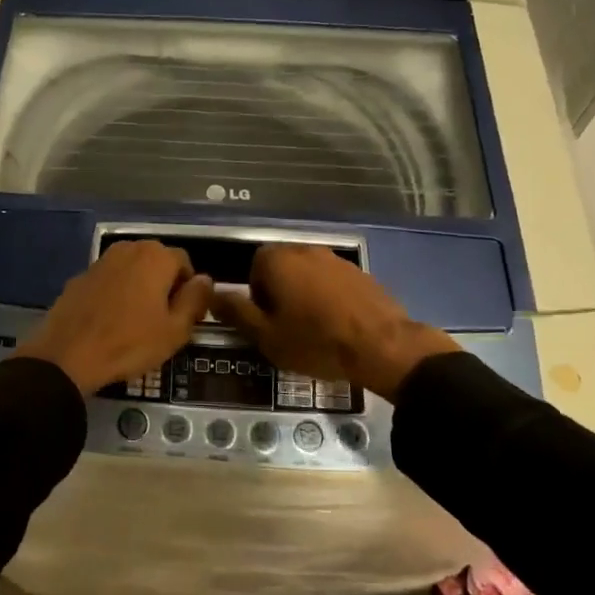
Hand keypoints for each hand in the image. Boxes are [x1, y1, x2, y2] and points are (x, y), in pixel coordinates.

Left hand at [17, 241, 213, 395]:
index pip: (185, 264)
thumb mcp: (175, 330)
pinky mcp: (80, 276)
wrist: (68, 355)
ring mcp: (101, 260)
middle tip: (162, 320)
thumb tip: (205, 280)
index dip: (189, 290)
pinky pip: (109, 280)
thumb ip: (196, 300)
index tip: (183, 317)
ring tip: (136, 321)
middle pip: (158, 263)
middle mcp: (129, 248)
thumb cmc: (129, 343)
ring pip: (132, 270)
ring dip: (139, 288)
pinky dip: (115, 293)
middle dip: (164, 286)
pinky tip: (110, 321)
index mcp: (156, 256)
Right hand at [209, 244, 460, 398]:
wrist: (382, 345)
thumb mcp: (267, 336)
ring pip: (309, 274)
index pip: (254, 268)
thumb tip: (213, 294)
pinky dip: (331, 298)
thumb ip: (237, 312)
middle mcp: (306, 249)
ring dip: (306, 295)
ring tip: (315, 329)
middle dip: (281, 294)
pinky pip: (334, 282)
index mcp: (278, 260)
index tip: (268, 323)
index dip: (257, 297)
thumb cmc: (315, 341)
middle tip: (288, 328)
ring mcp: (337, 258)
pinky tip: (339, 325)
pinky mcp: (360, 272)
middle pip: (282, 268)